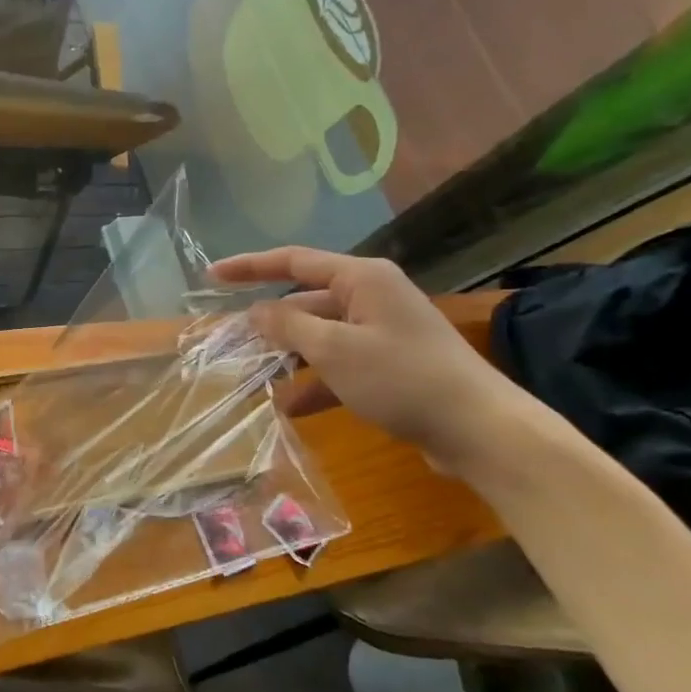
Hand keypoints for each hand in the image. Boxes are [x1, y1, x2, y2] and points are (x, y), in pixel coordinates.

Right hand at [209, 247, 524, 472]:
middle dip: (269, 325)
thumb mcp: (334, 350)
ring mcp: (382, 332)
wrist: (479, 430)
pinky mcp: (391, 365)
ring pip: (320, 337)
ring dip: (290, 358)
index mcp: (361, 278)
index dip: (249, 267)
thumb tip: (254, 311)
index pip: (293, 261)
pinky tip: (293, 409)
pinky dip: (317, 383)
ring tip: (255, 381)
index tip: (211, 275)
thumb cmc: (402, 378)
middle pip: (305, 302)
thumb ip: (287, 326)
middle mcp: (372, 297)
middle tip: (230, 343)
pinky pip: (340, 365)